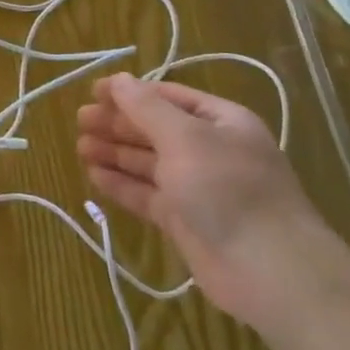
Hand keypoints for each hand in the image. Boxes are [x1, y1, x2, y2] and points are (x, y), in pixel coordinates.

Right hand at [76, 75, 338, 333]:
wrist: (269, 269)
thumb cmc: (227, 188)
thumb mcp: (185, 137)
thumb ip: (146, 108)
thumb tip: (117, 80)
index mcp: (220, 122)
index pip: (169, 97)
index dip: (131, 92)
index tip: (93, 92)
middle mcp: (210, 151)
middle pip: (155, 129)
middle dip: (118, 123)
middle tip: (80, 121)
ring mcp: (197, 187)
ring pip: (148, 163)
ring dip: (115, 152)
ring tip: (80, 147)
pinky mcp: (184, 220)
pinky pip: (146, 195)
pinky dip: (121, 184)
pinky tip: (94, 176)